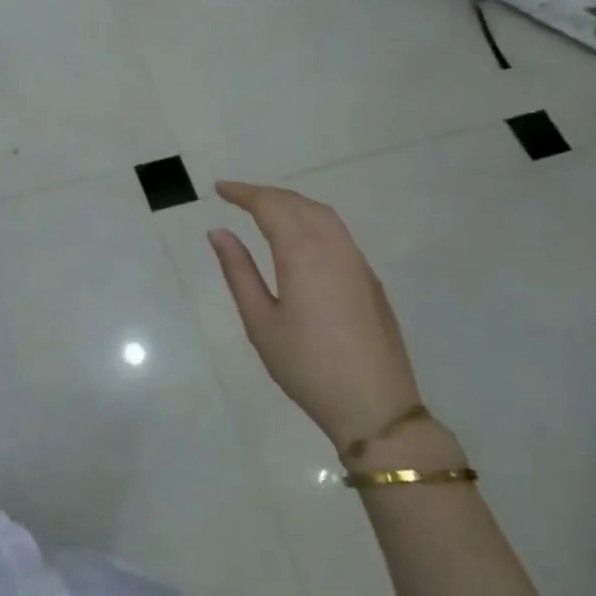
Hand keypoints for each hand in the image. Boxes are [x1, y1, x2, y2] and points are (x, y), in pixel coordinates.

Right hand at [208, 181, 420, 449]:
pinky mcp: (369, 279)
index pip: (270, 206)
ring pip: (323, 215)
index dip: (243, 192)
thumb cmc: (307, 366)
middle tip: (236, 197)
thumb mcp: (260, 321)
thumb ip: (238, 271)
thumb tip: (218, 232)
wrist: (376, 407)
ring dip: (292, 203)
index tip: (219, 189)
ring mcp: (357, 262)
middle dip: (266, 194)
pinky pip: (338, 232)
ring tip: (264, 210)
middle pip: (298, 203)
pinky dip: (312, 220)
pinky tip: (299, 237)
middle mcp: (334, 247)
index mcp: (303, 254)